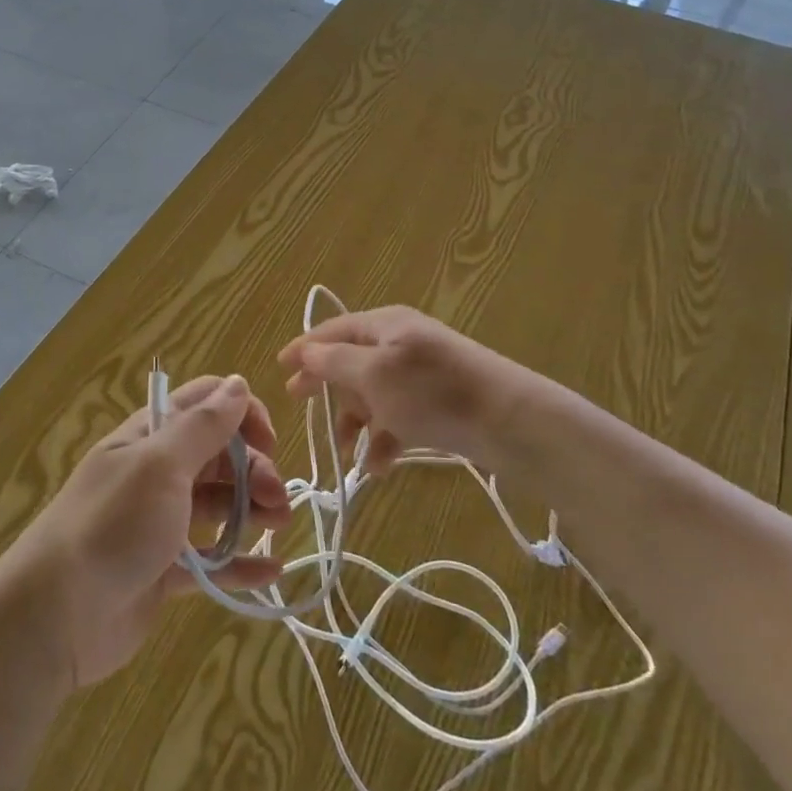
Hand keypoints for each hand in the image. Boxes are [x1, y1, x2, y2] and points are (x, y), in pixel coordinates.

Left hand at [0, 374, 291, 688]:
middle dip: (254, 469)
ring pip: (218, 505)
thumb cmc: (113, 524)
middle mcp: (156, 472)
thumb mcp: (161, 465)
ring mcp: (160, 522)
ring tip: (279, 527)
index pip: (204, 404)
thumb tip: (238, 383)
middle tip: (277, 500)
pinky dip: (240, 563)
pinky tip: (272, 572)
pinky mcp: (164, 570)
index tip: (268, 442)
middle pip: (218, 456)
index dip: (241, 414)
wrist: (56, 614)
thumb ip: (203, 426)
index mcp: (151, 436)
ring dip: (252, 510)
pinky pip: (211, 560)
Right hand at [279, 307, 533, 474]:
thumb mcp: (375, 374)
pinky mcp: (439, 402)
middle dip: (329, 390)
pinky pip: (399, 415)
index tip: (279, 369)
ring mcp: (422, 372)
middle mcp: (401, 342)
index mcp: (384, 325)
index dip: (303, 348)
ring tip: (347, 454)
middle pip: (351, 362)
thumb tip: (306, 351)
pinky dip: (385, 437)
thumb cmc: (434, 393)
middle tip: (302, 409)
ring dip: (356, 422)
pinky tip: (379, 465)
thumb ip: (335, 361)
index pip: (332, 329)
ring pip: (374, 393)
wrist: (512, 422)